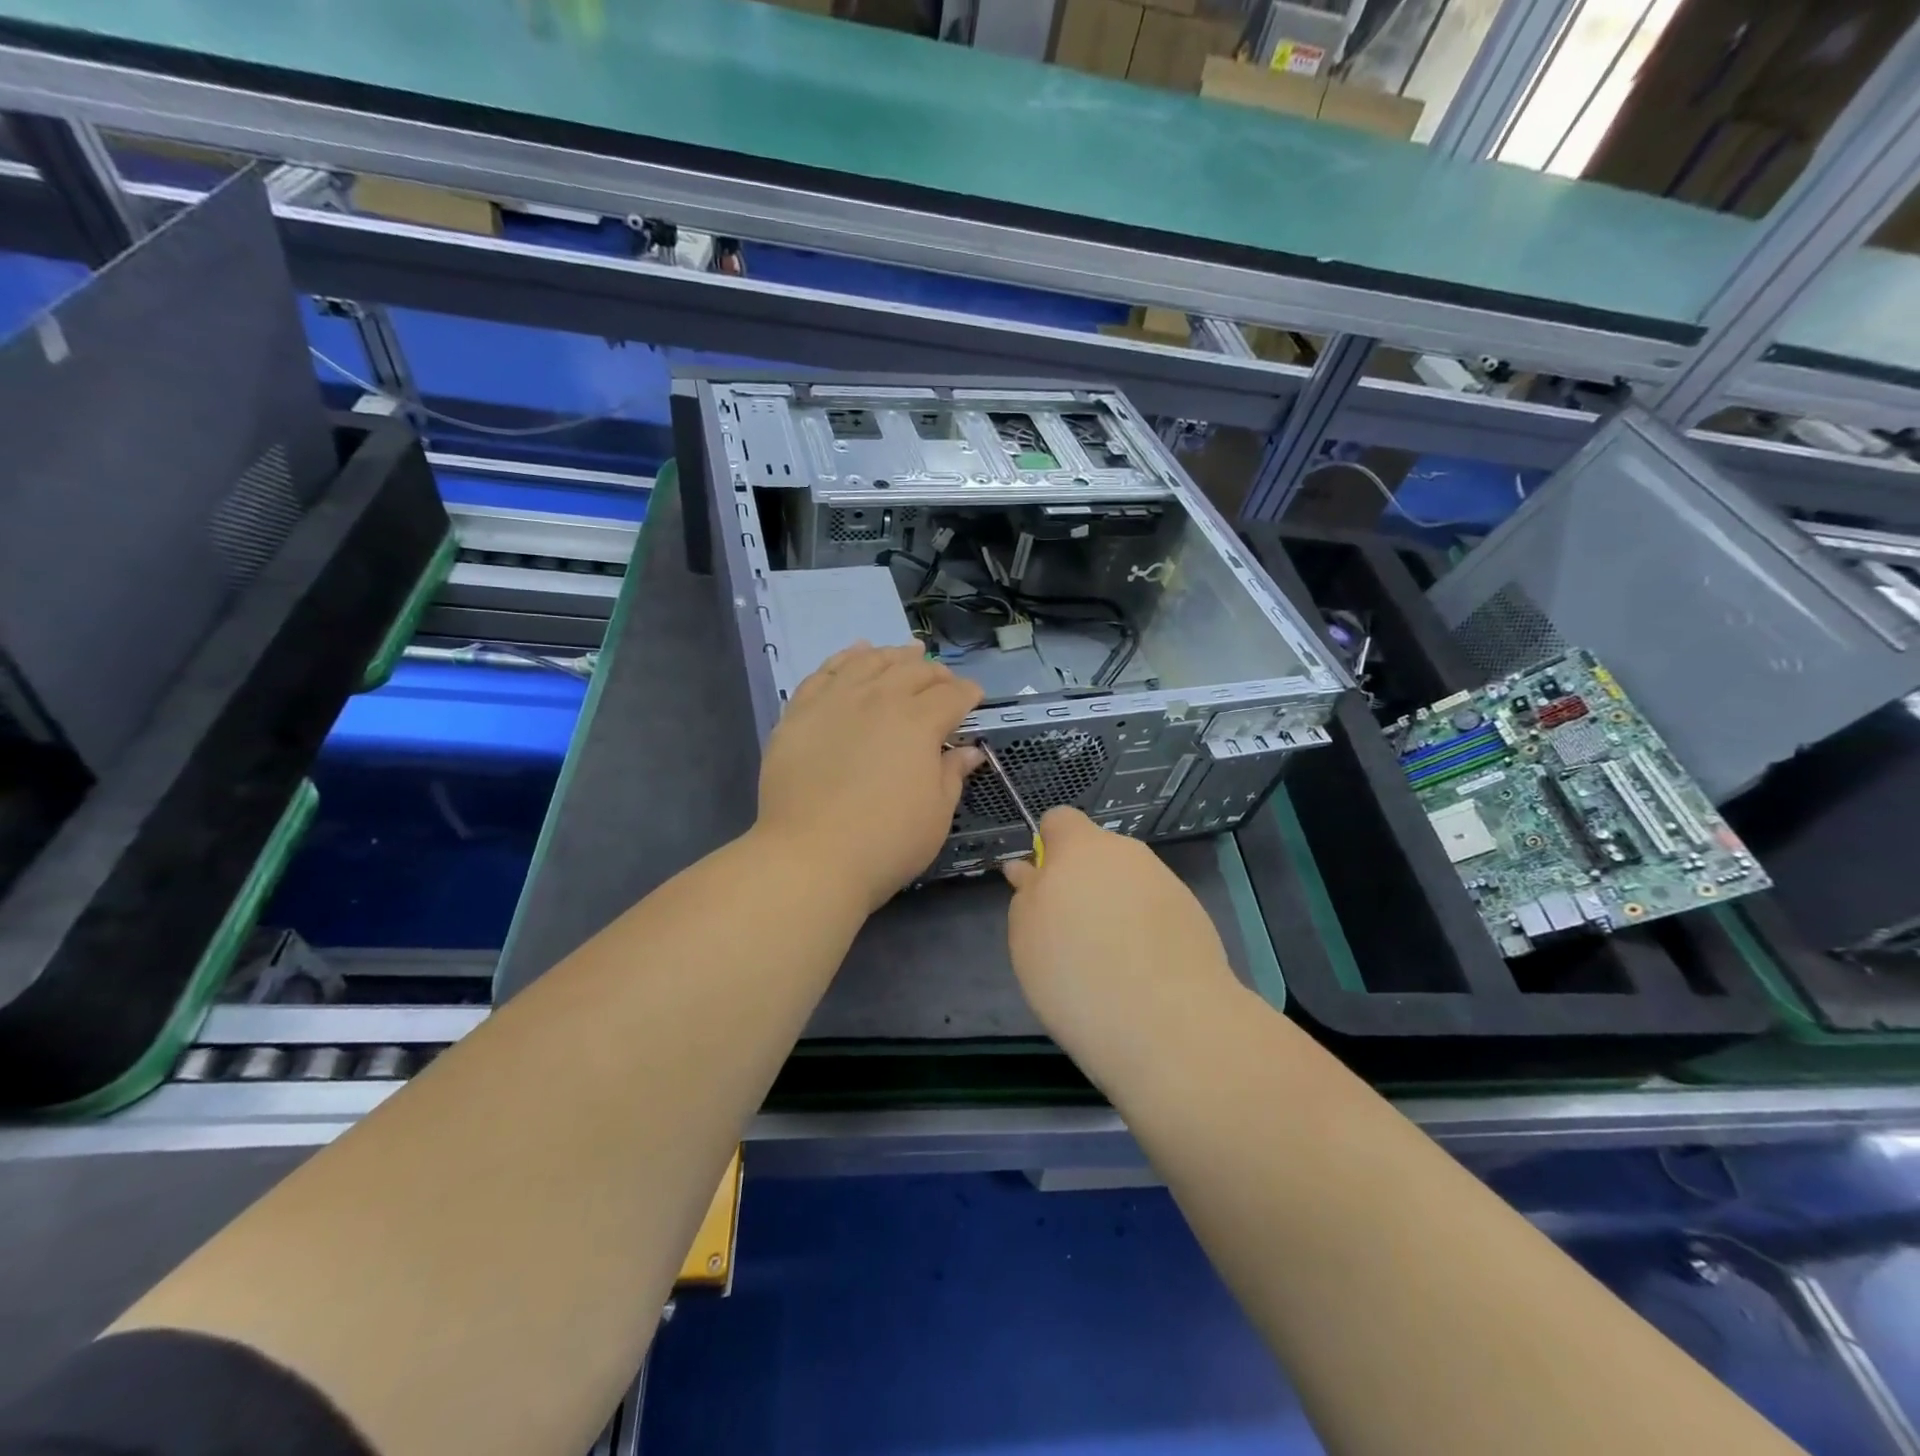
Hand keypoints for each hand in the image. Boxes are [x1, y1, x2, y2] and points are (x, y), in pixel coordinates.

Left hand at [757, 644, 984, 912]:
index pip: (952, 695)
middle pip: (913, 671)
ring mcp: (835, 701)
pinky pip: (826, 672)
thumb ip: (952, 773)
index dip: (968, 694)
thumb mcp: (936, 813)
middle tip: (944, 682)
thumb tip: (969, 751)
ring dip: (894, 655)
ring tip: (906, 654)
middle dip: (935, 673)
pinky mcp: (800, 712)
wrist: (810, 857)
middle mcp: (879, 698)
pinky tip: (856, 654)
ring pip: (870, 662)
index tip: (975, 698)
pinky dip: (846, 658)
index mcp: (919, 721)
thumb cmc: (886, 842)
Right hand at [1003, 808, 1241, 1082]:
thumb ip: (1027, 893)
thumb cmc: (1075, 972)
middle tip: (1070, 933)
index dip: (1047, 848)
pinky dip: (1145, 930)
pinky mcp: (1194, 914)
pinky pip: (1155, 910)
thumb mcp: (1026, 935)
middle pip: (1097, 853)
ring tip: (1109, 961)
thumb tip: (1028, 869)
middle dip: (1082, 880)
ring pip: (1127, 882)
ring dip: (1114, 905)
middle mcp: (1127, 853)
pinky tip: (1142, 972)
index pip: (1059, 820)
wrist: (1168, 1023)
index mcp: (1080, 847)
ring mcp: (1165, 882)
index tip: (1042, 889)